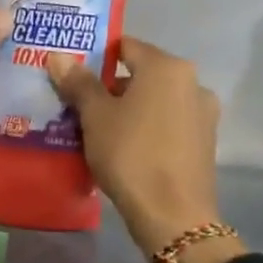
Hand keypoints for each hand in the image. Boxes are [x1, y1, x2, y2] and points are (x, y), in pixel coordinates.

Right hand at [46, 38, 244, 262]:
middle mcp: (192, 82)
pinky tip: (125, 147)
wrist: (174, 216)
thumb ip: (79, 82)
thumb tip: (57, 55)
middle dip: (110, 86)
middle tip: (78, 103)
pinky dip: (147, 127)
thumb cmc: (131, 155)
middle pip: (141, 73)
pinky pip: (168, 123)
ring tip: (97, 129)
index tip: (72, 74)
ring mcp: (202, 113)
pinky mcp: (205, 141)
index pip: (125, 46)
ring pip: (155, 100)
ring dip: (129, 108)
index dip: (96, 56)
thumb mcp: (96, 117)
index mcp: (167, 67)